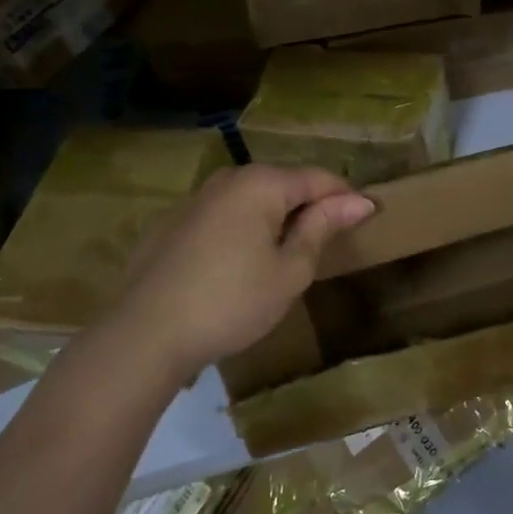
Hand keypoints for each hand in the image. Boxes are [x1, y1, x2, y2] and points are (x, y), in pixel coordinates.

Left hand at [91, 163, 374, 386]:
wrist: (144, 335)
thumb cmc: (231, 302)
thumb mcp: (289, 271)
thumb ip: (322, 228)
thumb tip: (358, 201)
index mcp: (261, 184)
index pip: (319, 178)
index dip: (347, 198)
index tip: (368, 220)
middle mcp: (227, 180)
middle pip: (284, 184)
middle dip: (310, 208)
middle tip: (327, 245)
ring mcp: (195, 199)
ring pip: (251, 200)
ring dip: (275, 220)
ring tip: (287, 257)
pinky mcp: (172, 224)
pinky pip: (223, 217)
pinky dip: (242, 231)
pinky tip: (239, 267)